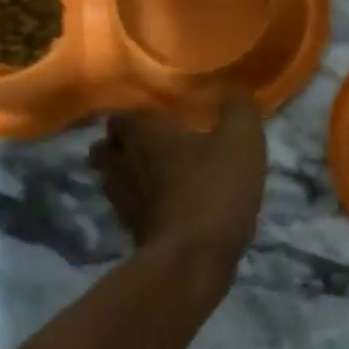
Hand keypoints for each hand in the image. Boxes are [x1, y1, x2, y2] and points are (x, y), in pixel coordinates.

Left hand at [88, 95, 266, 276]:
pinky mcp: (133, 233)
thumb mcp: (241, 141)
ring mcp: (123, 202)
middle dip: (122, 145)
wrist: (193, 259)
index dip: (135, 116)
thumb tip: (235, 89)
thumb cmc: (214, 189)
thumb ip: (239, 109)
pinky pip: (131, 209)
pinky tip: (169, 206)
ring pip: (114, 180)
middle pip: (106, 150)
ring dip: (131, 176)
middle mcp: (123, 164)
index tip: (156, 117)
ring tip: (158, 175)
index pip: (120, 116)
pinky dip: (144, 205)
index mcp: (144, 134)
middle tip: (152, 145)